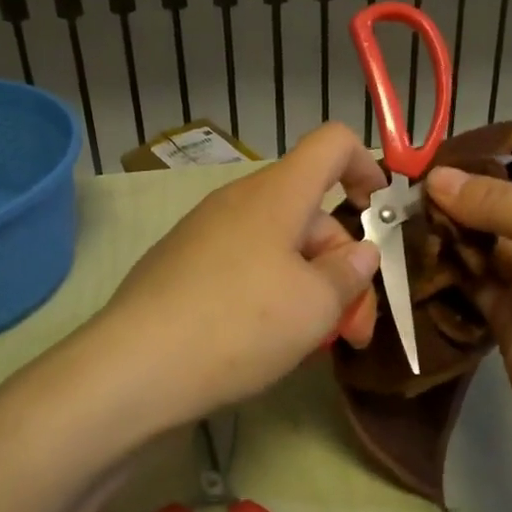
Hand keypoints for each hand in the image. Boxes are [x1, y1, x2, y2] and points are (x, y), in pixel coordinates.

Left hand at [100, 122, 385, 426]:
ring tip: (316, 342)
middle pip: (310, 211)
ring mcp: (205, 232)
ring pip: (279, 244)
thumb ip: (350, 273)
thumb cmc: (239, 325)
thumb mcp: (315, 306)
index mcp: (277, 193)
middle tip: (354, 328)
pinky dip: (272, 292)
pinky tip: (270, 340)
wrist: (132, 368)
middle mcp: (239, 201)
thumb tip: (359, 252)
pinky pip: (245, 264)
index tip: (380, 213)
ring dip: (311, 285)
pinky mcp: (182, 264)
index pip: (333, 143)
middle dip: (343, 265)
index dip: (366, 165)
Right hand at [425, 158, 511, 444]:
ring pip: (493, 247)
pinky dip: (450, 266)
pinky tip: (417, 244)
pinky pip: (475, 283)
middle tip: (423, 179)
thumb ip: (499, 200)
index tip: (467, 153)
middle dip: (478, 196)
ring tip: (410, 205)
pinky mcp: (510, 320)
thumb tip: (435, 179)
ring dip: (458, 229)